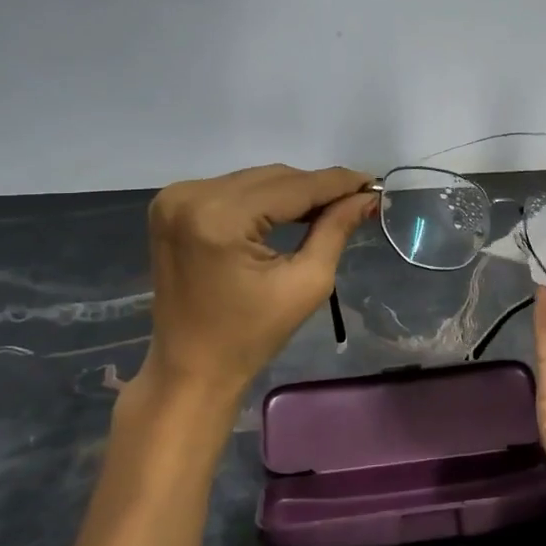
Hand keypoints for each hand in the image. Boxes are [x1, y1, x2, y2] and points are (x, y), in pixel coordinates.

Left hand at [138, 165, 375, 415]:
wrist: (191, 367)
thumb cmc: (251, 336)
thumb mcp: (306, 283)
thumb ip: (336, 229)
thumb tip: (366, 197)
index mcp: (221, 217)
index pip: (293, 187)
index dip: (337, 183)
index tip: (374, 183)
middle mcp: (192, 195)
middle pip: (273, 177)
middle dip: (316, 188)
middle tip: (356, 199)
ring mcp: (176, 198)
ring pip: (254, 180)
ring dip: (292, 191)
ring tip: (328, 207)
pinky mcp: (171, 206)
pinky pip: (232, 189)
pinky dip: (263, 198)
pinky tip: (289, 211)